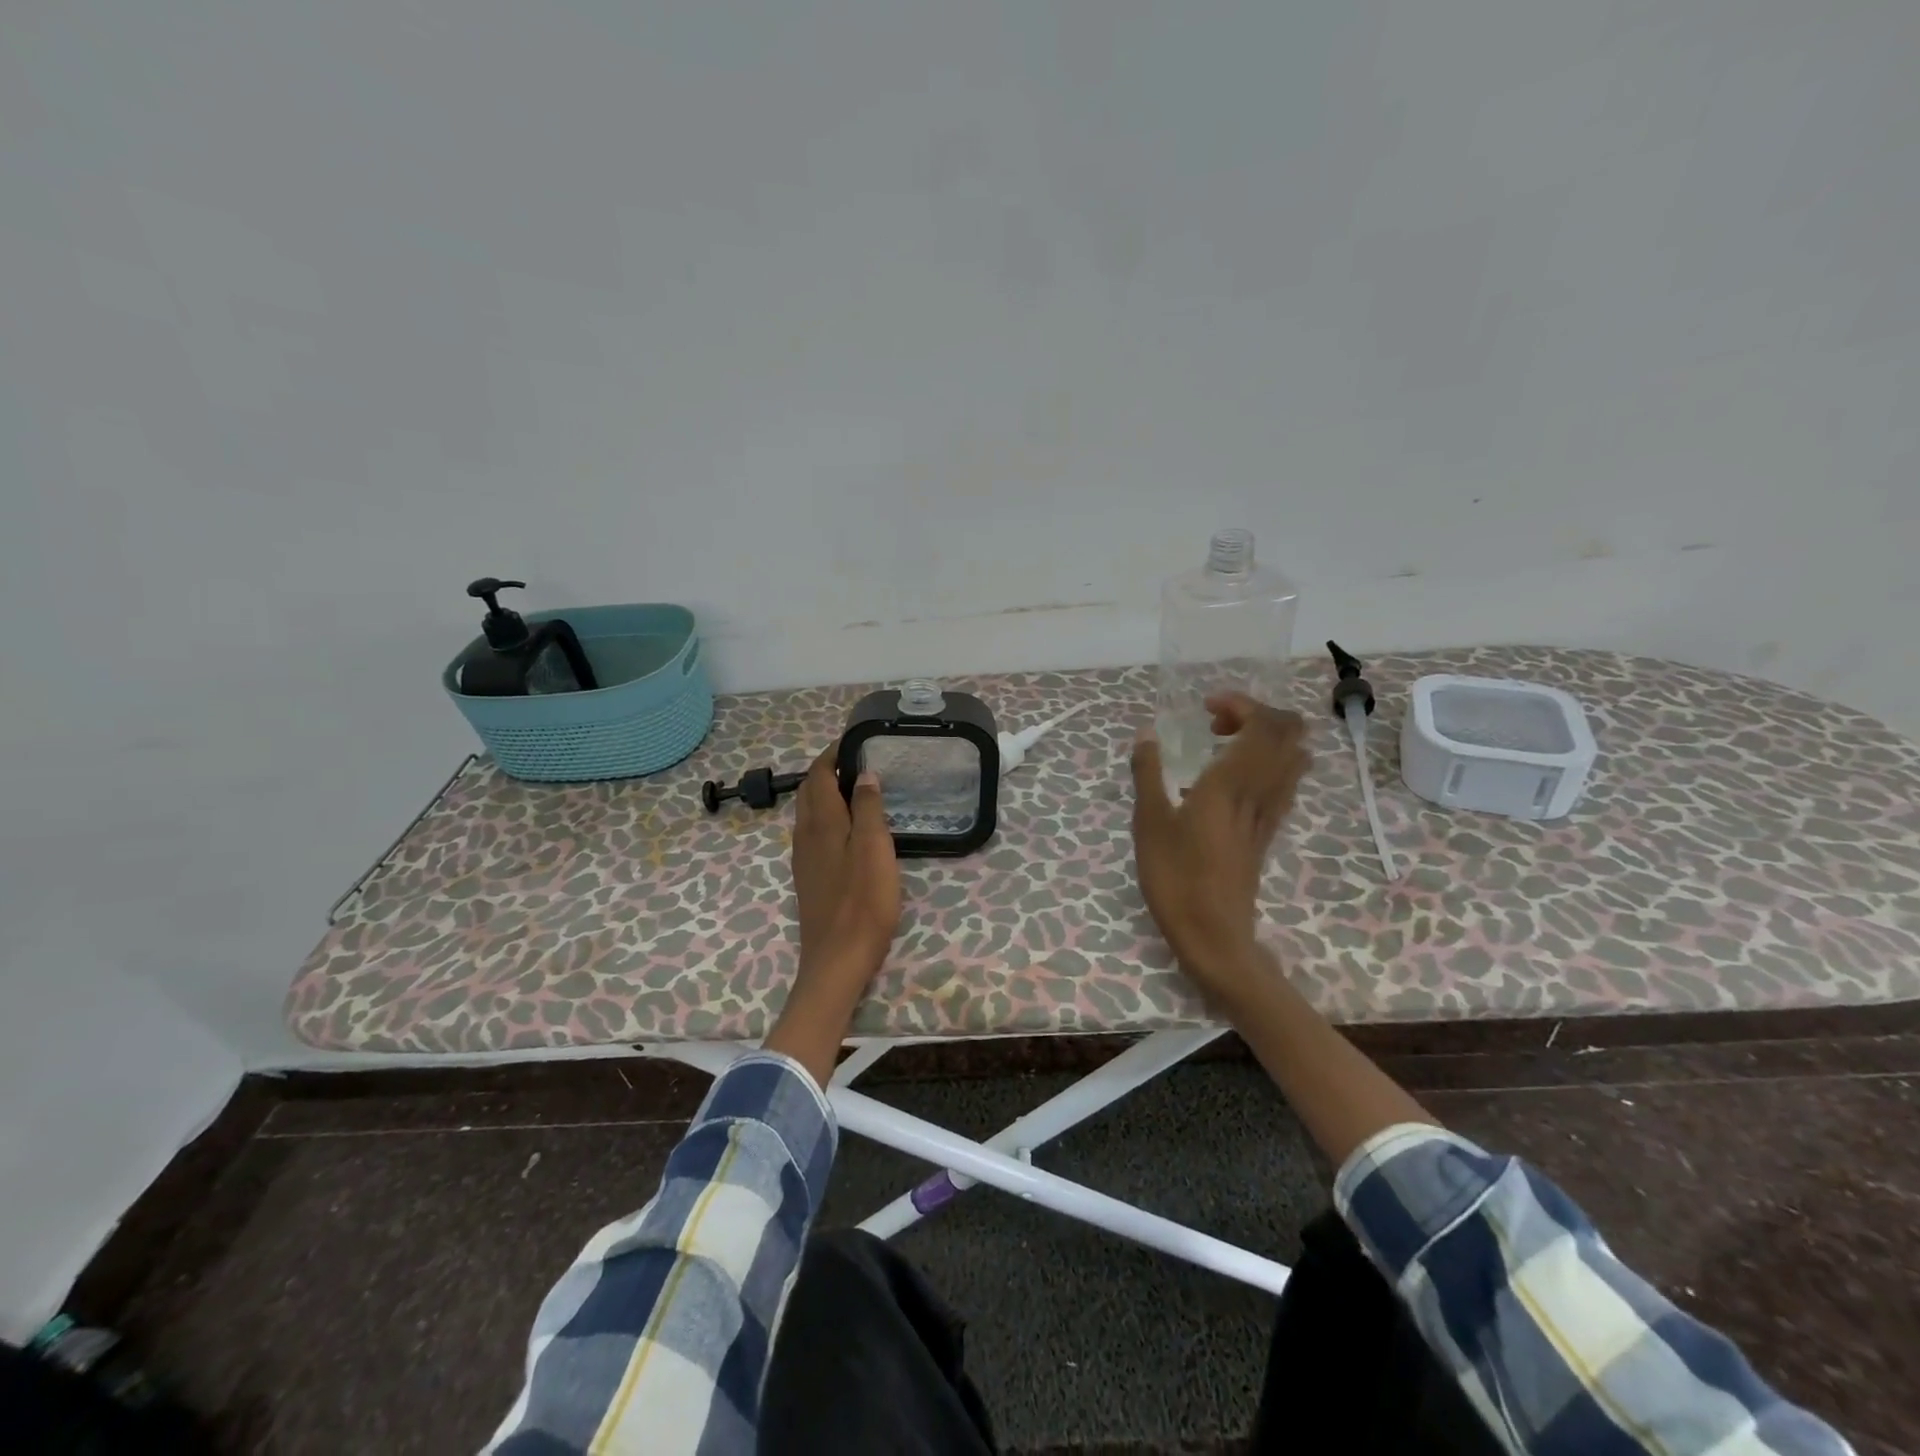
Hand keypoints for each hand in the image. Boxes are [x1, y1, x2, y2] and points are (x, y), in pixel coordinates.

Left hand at [792, 745, 899, 998]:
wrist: (837, 959)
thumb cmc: (863, 901)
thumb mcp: (875, 848)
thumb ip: (868, 808)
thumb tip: (864, 775)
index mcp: (821, 822)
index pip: (818, 775)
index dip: (832, 755)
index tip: (854, 742)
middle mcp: (805, 835)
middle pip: (809, 791)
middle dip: (827, 771)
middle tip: (858, 762)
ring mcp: (804, 858)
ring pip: (809, 813)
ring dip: (826, 794)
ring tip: (857, 790)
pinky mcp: (809, 877)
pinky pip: (813, 833)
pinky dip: (827, 817)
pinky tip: (847, 829)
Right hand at [1129, 694, 1311, 1005]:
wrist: (1213, 934)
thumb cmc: (1175, 877)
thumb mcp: (1149, 822)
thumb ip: (1148, 773)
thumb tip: (1146, 735)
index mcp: (1232, 782)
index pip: (1264, 723)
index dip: (1242, 704)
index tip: (1205, 709)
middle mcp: (1260, 791)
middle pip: (1289, 734)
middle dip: (1257, 715)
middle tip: (1215, 725)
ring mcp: (1269, 813)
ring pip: (1293, 759)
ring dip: (1266, 739)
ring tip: (1224, 747)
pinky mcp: (1267, 833)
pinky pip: (1283, 785)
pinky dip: (1268, 766)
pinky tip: (1232, 780)